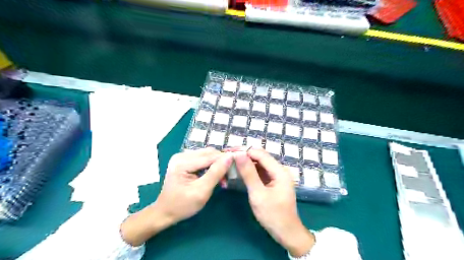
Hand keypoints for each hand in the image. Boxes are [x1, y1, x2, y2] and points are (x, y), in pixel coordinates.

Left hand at [121, 149, 233, 244]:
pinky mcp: (184, 160)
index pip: (210, 156)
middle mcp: (181, 155)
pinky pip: (203, 158)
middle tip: (228, 176)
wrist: (165, 212)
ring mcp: (182, 156)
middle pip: (209, 153)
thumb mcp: (202, 191)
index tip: (238, 167)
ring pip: (207, 154)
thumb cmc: (183, 205)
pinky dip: (211, 165)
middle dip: (221, 163)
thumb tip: (230, 157)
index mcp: (182, 162)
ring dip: (217, 164)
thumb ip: (216, 173)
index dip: (225, 160)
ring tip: (222, 177)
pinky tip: (214, 175)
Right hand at [236, 147, 315, 256]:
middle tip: (227, 157)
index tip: (228, 152)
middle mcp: (280, 170)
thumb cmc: (273, 215)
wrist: (286, 233)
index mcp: (280, 171)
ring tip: (231, 163)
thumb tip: (239, 154)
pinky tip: (239, 172)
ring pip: (259, 164)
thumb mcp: (258, 194)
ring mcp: (277, 176)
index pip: (260, 154)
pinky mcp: (273, 182)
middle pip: (260, 157)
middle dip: (244, 155)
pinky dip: (250, 171)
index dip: (244, 151)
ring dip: (246, 163)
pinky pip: (260, 172)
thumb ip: (248, 173)